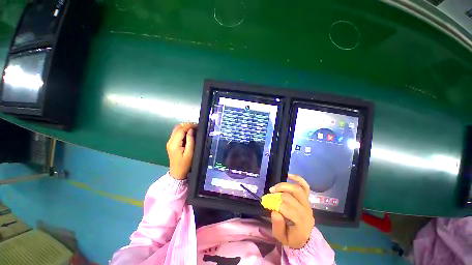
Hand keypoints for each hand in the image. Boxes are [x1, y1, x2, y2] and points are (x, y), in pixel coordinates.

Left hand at [166, 122, 197, 179]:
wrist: (177, 173)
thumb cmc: (185, 164)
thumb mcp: (190, 153)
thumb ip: (191, 140)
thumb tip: (191, 130)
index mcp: (174, 144)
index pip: (181, 129)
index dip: (189, 126)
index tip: (198, 126)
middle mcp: (170, 141)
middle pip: (178, 128)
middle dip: (187, 125)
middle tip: (197, 127)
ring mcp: (170, 142)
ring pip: (177, 130)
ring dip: (185, 127)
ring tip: (195, 129)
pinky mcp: (172, 144)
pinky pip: (177, 134)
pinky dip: (183, 131)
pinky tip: (190, 133)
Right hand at [270, 174, 314, 248]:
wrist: (304, 237)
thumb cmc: (292, 237)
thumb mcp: (281, 237)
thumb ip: (277, 226)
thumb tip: (274, 211)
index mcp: (301, 222)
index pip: (287, 209)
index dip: (276, 204)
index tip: (268, 204)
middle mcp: (306, 211)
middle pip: (291, 197)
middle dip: (277, 195)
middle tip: (269, 195)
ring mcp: (307, 203)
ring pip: (297, 189)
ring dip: (284, 186)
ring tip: (274, 188)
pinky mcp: (307, 198)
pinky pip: (305, 186)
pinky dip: (298, 179)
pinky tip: (289, 175)